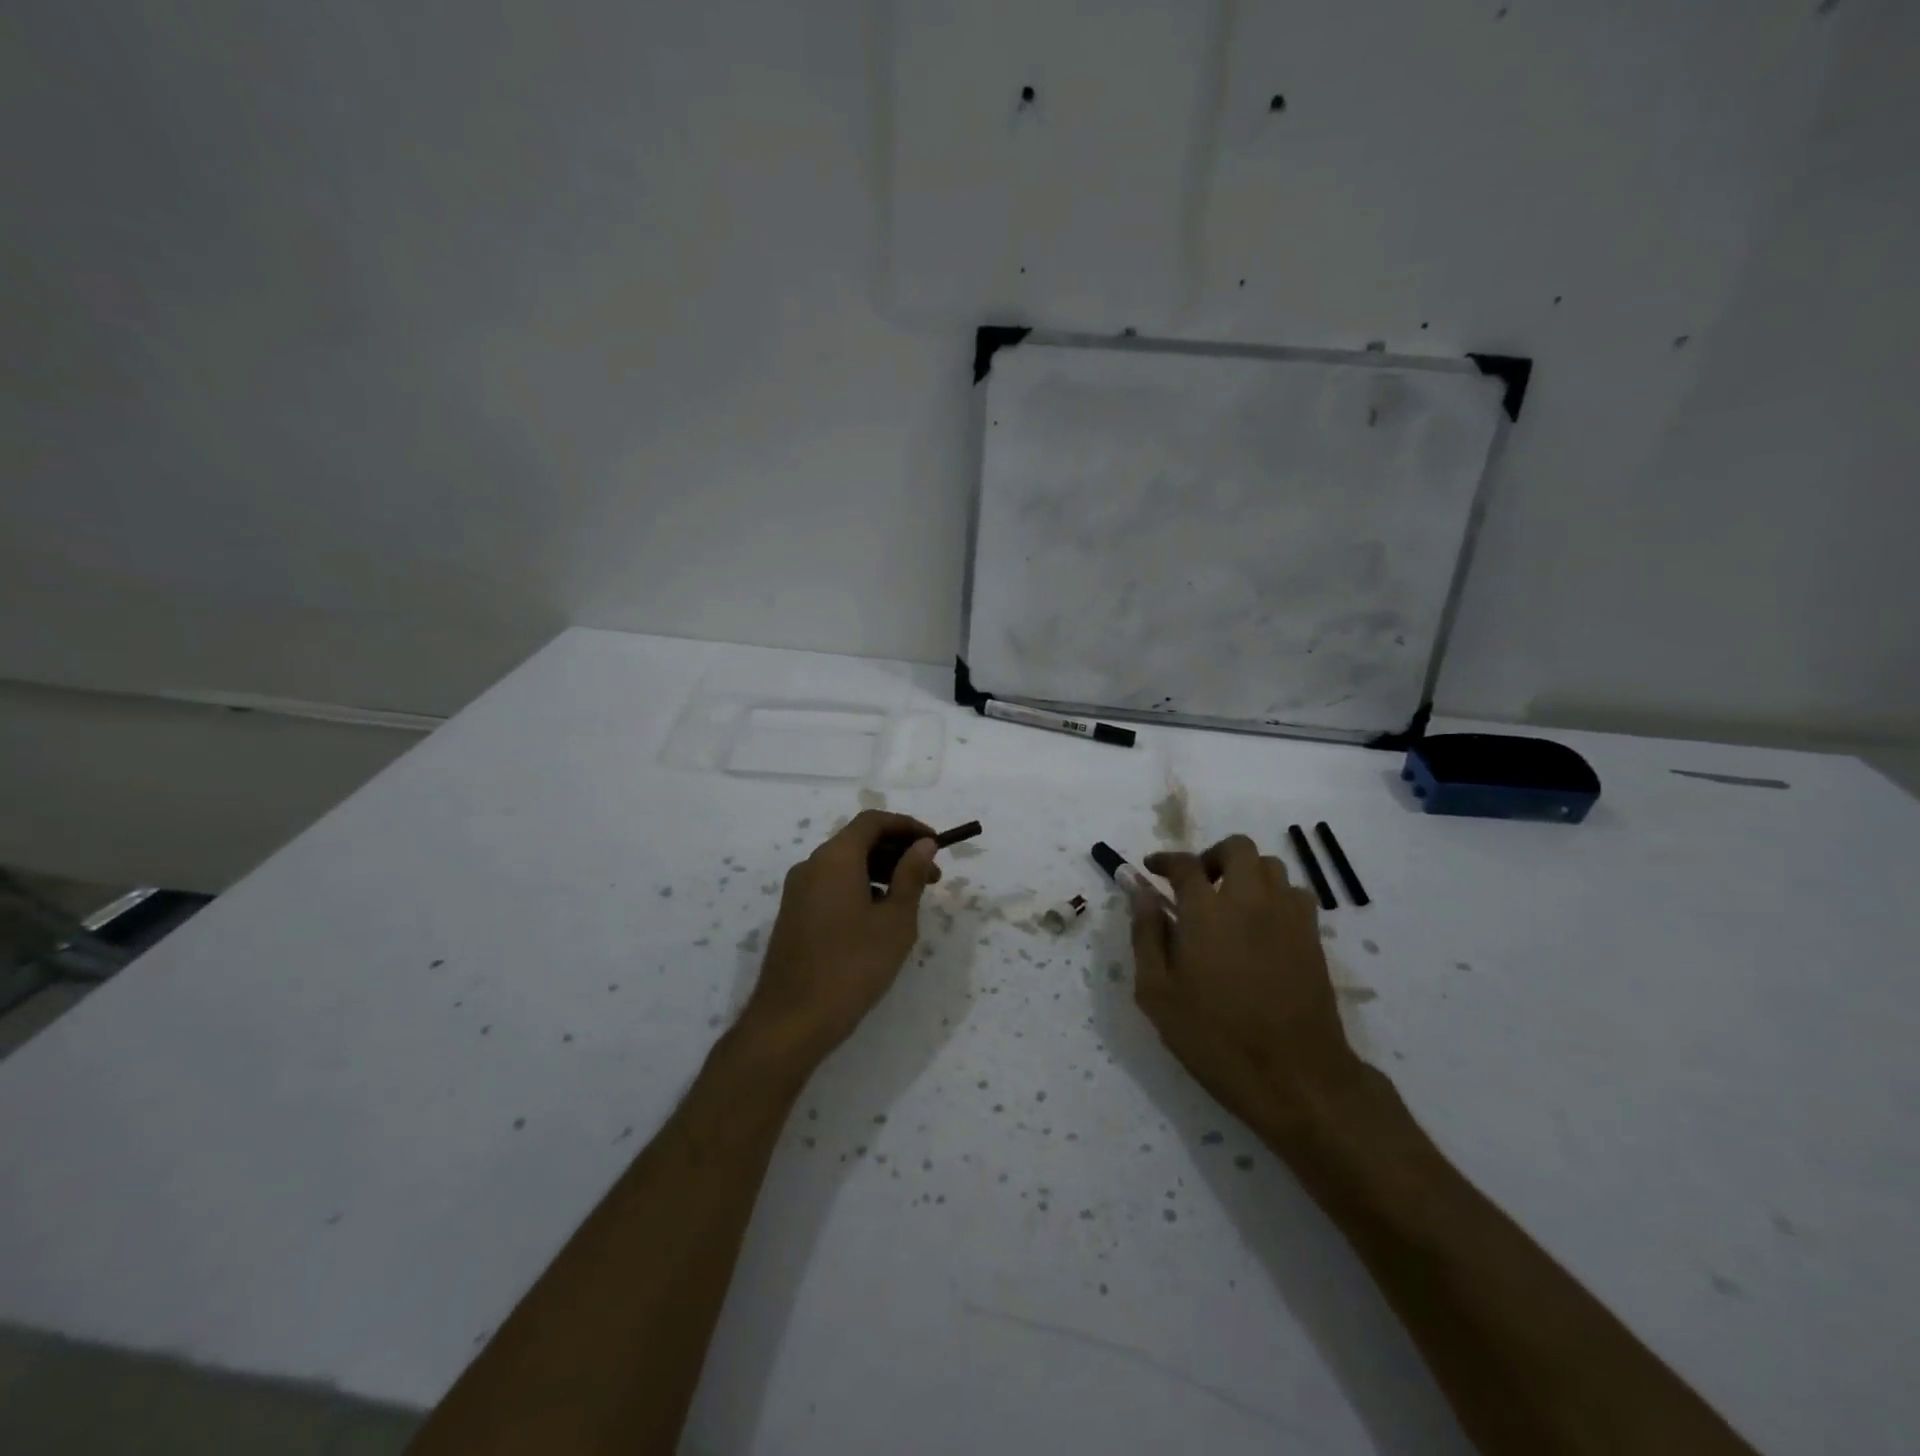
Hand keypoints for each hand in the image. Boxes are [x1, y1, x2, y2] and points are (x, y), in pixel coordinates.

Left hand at [744, 810, 942, 1062]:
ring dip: (881, 872)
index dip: (908, 826)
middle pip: (859, 841)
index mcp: (835, 858)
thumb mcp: (895, 921)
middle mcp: (811, 865)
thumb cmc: (852, 967)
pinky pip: (832, 886)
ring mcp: (798, 891)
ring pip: (846, 865)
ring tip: (911, 901)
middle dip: (898, 852)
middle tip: (933, 877)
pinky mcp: (794, 915)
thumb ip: (911, 876)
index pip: (873, 822)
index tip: (935, 845)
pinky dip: (860, 888)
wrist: (791, 1021)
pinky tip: (879, 919)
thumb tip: (923, 844)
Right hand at [1130, 835, 1362, 1138]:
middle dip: (1212, 856)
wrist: (1295, 1077)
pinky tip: (1261, 925)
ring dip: (1246, 872)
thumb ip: (1146, 934)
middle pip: (1238, 848)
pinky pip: (1296, 894)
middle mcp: (1250, 901)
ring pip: (1271, 866)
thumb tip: (1138, 890)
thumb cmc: (1214, 1037)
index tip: (1151, 869)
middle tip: (1196, 884)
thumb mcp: (1158, 992)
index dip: (1165, 860)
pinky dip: (1274, 895)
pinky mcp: (1313, 938)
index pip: (1185, 864)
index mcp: (1207, 912)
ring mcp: (1288, 917)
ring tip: (1229, 902)